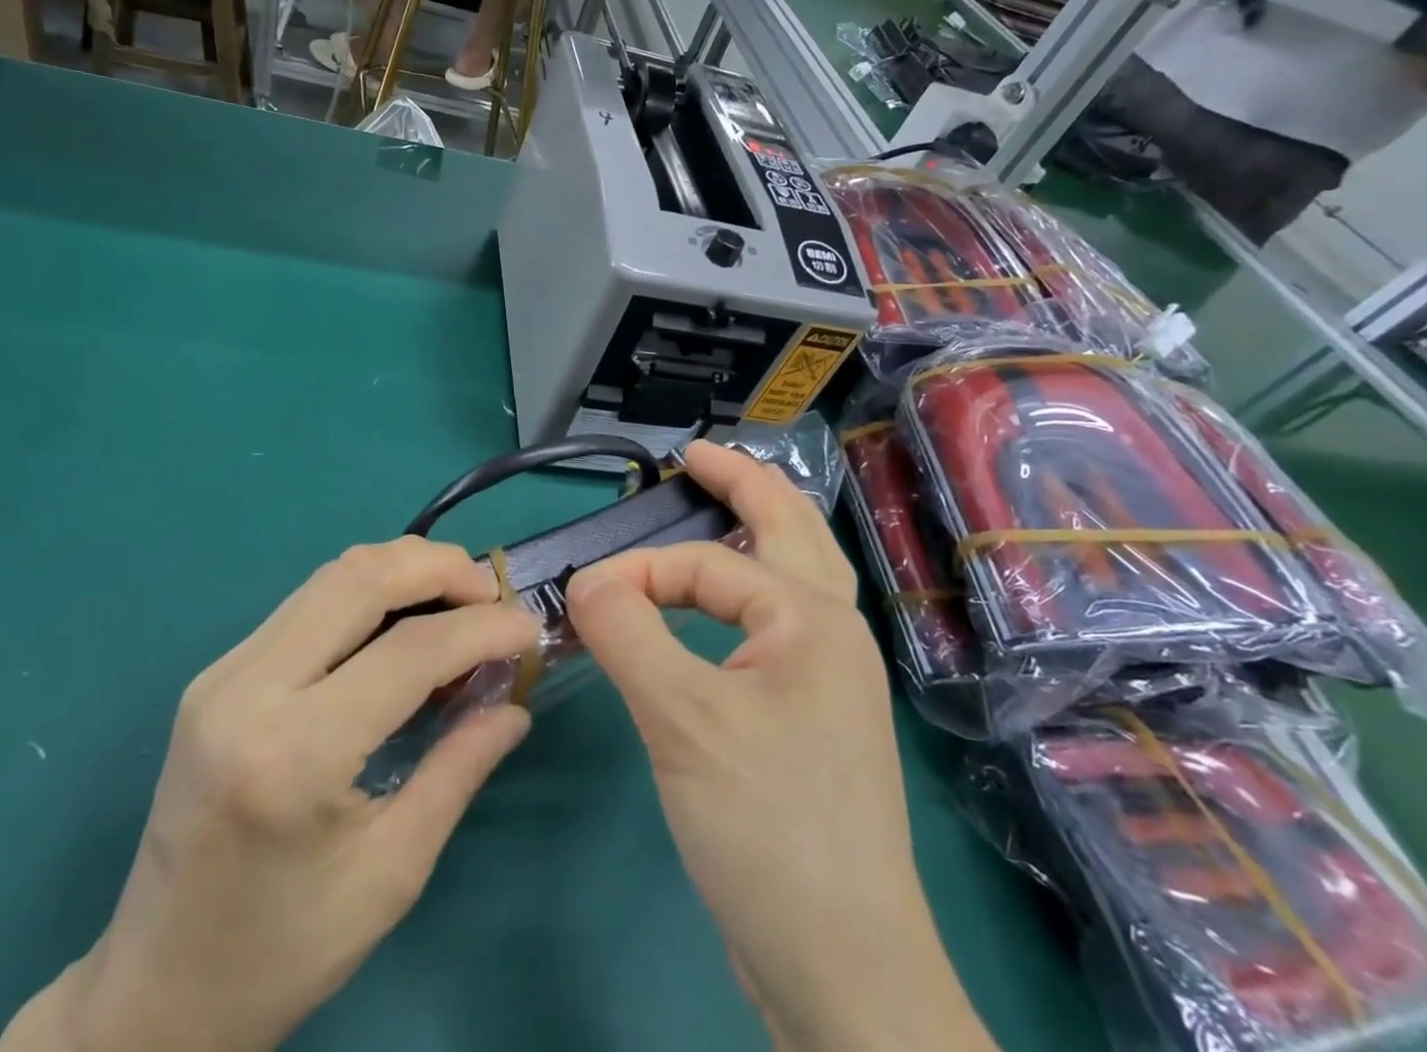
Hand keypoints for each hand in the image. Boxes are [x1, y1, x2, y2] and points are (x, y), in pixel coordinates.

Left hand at [0, 538, 541, 1051]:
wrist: (151, 992)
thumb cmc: (281, 953)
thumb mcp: (391, 874)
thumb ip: (458, 771)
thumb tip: (514, 702)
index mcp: (293, 754)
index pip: (408, 651)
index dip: (481, 629)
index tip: (529, 630)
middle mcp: (249, 690)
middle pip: (361, 579)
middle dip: (440, 568)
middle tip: (493, 593)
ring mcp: (223, 672)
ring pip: (331, 575)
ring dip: (404, 568)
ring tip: (458, 595)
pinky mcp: (217, 672)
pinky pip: (307, 601)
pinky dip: (367, 590)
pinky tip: (402, 617)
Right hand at [566, 442, 994, 1051]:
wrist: (844, 971)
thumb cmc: (769, 828)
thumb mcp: (683, 721)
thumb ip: (628, 633)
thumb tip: (587, 581)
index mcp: (812, 618)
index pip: (706, 565)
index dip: (639, 571)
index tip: (582, 600)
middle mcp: (831, 634)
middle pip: (791, 529)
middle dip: (745, 482)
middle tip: (697, 455)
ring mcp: (828, 678)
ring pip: (794, 573)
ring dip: (759, 528)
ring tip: (722, 501)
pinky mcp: (812, 718)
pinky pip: (777, 622)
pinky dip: (749, 588)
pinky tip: (728, 600)